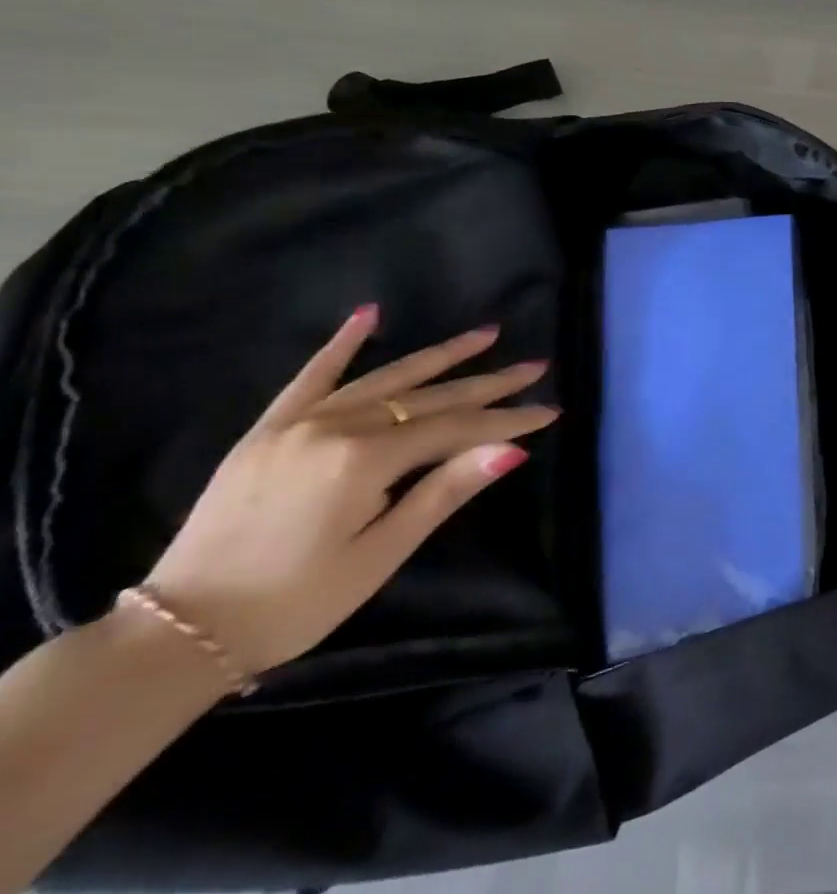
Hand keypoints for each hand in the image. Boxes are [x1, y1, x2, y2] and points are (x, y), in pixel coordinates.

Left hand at [141, 307, 558, 677]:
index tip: (549, 411)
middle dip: (489, 383)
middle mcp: (335, 427)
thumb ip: (444, 492)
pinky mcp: (267, 431)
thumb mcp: (380, 554)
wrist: (175, 633)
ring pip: (386, 378)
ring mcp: (298, 424)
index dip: (507, 420)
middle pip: (430, 397)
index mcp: (363, 460)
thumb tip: (511, 450)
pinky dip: (341, 345)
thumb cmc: (294, 603)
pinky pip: (310, 377)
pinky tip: (369, 315)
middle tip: (535, 366)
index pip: (457, 427)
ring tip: (486, 334)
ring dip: (441, 356)